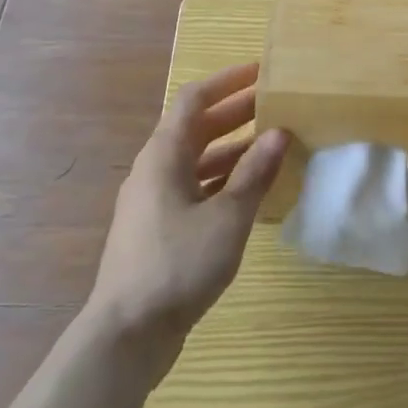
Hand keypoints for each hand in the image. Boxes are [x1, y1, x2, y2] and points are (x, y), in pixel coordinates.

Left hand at [87, 61, 288, 378]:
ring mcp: (153, 201)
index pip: (194, 98)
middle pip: (196, 127)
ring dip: (232, 148)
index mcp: (164, 155)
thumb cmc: (177, 264)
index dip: (227, 81)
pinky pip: (194, 187)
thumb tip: (280, 132)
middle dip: (236, 112)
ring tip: (272, 145)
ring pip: (197, 159)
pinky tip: (251, 192)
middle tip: (277, 105)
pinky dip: (222, 180)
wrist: (126, 336)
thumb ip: (254, 173)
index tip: (261, 71)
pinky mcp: (158, 229)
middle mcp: (154, 170)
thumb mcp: (228, 217)